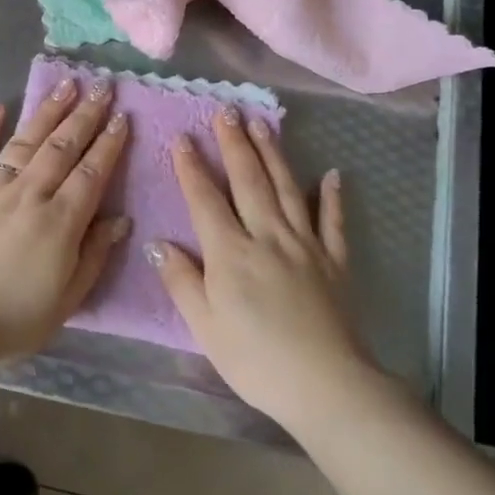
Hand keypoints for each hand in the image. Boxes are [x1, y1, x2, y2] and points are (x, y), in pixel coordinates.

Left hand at [0, 76, 130, 367]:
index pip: (92, 173)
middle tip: (102, 85)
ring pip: (25, 141)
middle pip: (62, 147)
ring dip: (47, 111)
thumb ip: (94, 256)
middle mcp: (28, 195)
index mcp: (59, 223)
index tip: (123, 116)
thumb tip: (121, 219)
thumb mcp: (65, 301)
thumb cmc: (8, 321)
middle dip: (85, 114)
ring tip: (65, 83)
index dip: (109, 143)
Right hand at [148, 107, 372, 427]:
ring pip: (287, 189)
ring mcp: (305, 245)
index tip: (182, 137)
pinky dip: (332, 196)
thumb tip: (159, 242)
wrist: (325, 384)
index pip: (205, 199)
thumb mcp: (204, 326)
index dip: (191, 167)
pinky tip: (331, 174)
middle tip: (226, 110)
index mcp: (230, 252)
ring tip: (263, 123)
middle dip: (234, 143)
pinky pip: (333, 221)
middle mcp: (267, 236)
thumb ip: (182, 281)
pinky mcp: (335, 261)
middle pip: (248, 181)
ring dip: (273, 154)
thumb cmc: (254, 360)